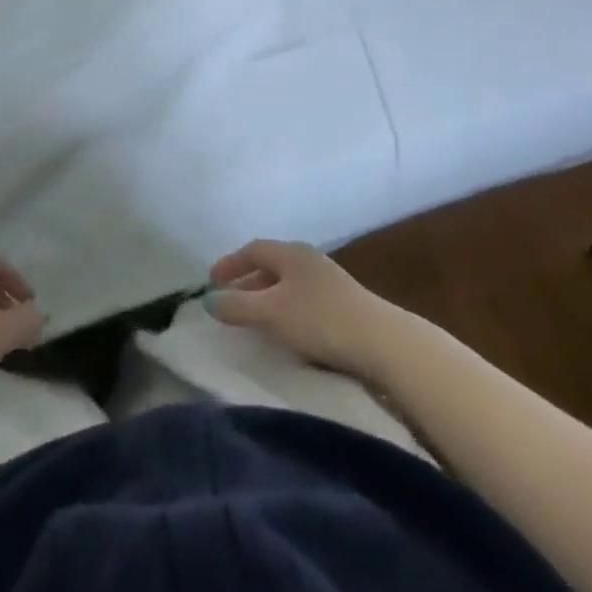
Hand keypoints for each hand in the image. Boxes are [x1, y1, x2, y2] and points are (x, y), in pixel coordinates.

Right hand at [207, 239, 393, 379]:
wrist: (383, 342)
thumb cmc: (320, 319)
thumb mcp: (271, 313)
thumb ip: (237, 306)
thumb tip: (208, 301)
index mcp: (290, 253)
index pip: (252, 250)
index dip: (230, 264)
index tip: (211, 281)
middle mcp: (308, 259)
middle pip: (270, 265)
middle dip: (247, 281)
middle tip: (229, 300)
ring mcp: (329, 280)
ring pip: (288, 283)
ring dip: (267, 296)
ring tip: (255, 317)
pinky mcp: (344, 303)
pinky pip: (303, 298)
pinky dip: (286, 308)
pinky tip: (286, 328)